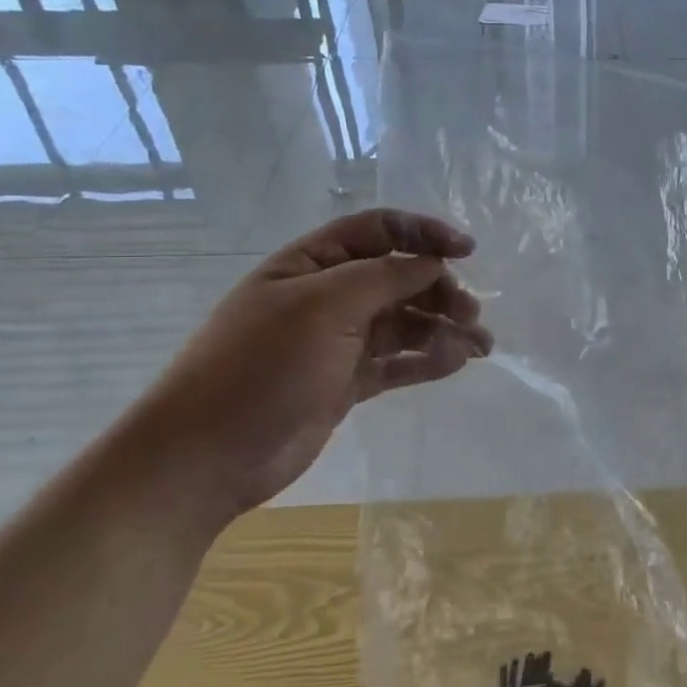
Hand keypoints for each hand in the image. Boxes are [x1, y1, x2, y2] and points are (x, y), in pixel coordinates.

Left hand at [125, 209, 491, 522]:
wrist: (208, 455)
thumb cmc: (263, 365)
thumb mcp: (325, 306)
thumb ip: (385, 278)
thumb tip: (434, 263)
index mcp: (312, 263)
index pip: (379, 231)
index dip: (425, 235)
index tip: (468, 252)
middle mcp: (328, 295)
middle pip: (399, 278)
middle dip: (440, 290)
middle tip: (471, 314)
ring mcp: (338, 341)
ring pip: (404, 322)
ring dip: (443, 327)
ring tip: (479, 346)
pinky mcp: (347, 382)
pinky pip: (398, 361)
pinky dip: (428, 359)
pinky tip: (455, 362)